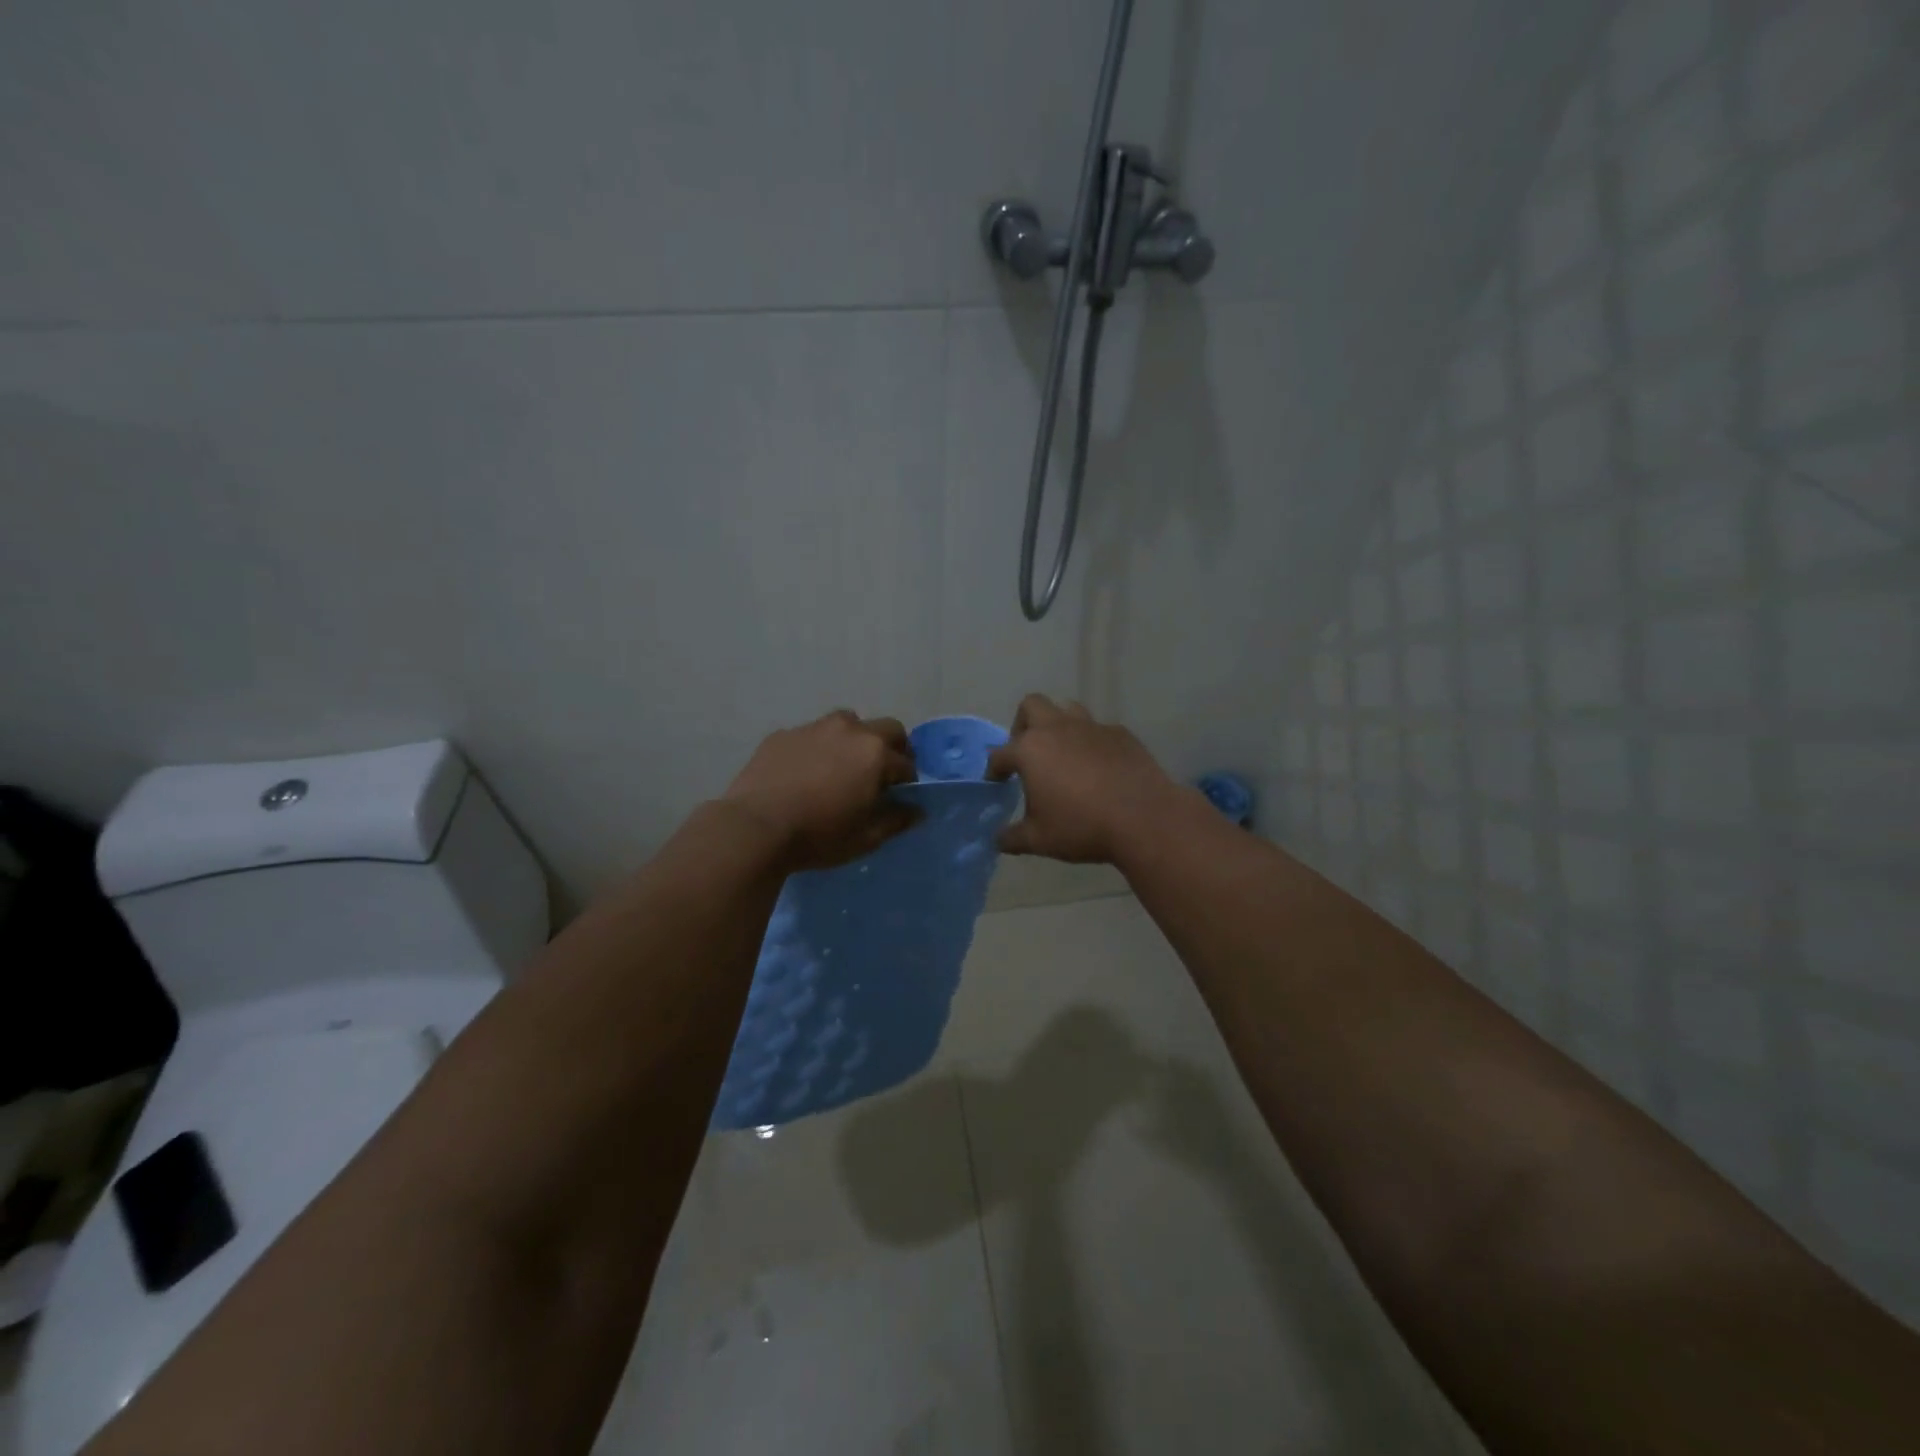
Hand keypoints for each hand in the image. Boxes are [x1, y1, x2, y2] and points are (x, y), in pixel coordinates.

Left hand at [723, 711, 919, 869]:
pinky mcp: (783, 734)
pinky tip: (806, 773)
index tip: (900, 797)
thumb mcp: (865, 838)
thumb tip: (917, 811)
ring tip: (842, 767)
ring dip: (855, 740)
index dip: (908, 781)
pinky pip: (812, 735)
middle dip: (892, 748)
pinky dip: (819, 748)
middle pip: (886, 729)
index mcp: (875, 753)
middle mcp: (850, 730)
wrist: (755, 826)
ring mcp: (814, 727)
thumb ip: (896, 820)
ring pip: (847, 724)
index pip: (906, 763)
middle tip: (880, 775)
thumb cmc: (819, 835)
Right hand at [987, 694, 1180, 863]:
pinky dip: (1092, 743)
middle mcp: (1057, 729)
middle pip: (1031, 706)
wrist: (1143, 818)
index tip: (997, 781)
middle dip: (1023, 725)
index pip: (1000, 754)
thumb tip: (998, 839)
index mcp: (1030, 750)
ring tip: (1063, 754)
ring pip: (1068, 710)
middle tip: (1028, 753)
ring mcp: (1091, 727)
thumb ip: (1012, 837)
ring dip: (1059, 726)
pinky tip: (1099, 767)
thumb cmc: (1082, 827)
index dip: (994, 769)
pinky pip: (1099, 730)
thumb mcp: (1039, 840)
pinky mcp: (1121, 734)